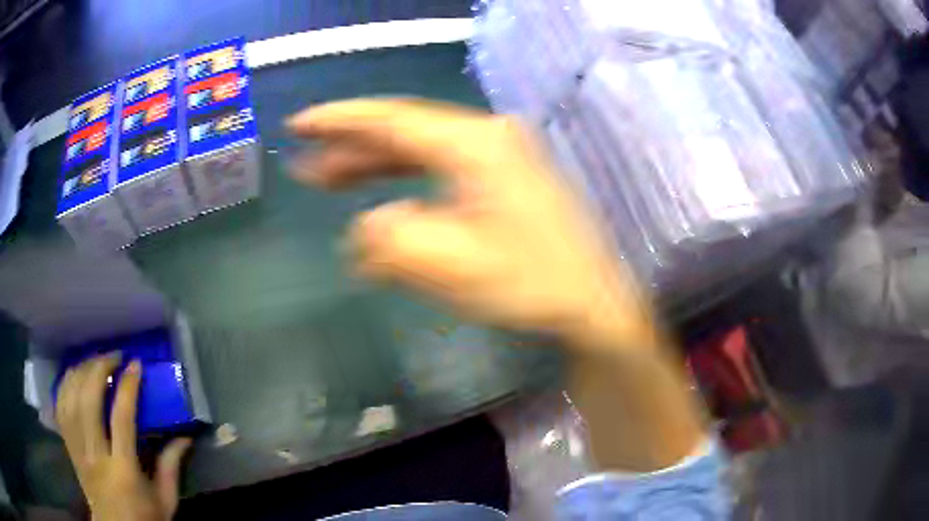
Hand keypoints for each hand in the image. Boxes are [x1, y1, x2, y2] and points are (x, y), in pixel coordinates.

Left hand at [56, 355, 190, 520]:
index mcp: (123, 470)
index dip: (128, 387)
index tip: (135, 365)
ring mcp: (78, 449)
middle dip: (98, 369)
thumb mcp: (165, 500)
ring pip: (70, 399)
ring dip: (81, 372)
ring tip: (94, 362)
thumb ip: (172, 466)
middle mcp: (95, 455)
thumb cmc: (143, 518)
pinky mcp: (69, 447)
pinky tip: (74, 375)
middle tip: (113, 357)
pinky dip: (65, 385)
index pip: (122, 419)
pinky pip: (60, 407)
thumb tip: (185, 436)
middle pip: (88, 400)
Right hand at [287, 98, 656, 352]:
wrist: (590, 302)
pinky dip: (406, 183)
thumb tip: (363, 228)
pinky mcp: (503, 175)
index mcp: (475, 143)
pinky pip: (440, 169)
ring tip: (329, 180)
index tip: (299, 124)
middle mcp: (487, 135)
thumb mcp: (450, 266)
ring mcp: (499, 153)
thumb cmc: (530, 284)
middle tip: (306, 162)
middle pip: (403, 130)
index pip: (392, 119)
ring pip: (420, 149)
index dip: (340, 120)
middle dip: (350, 146)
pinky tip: (382, 203)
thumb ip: (391, 240)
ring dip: (374, 165)